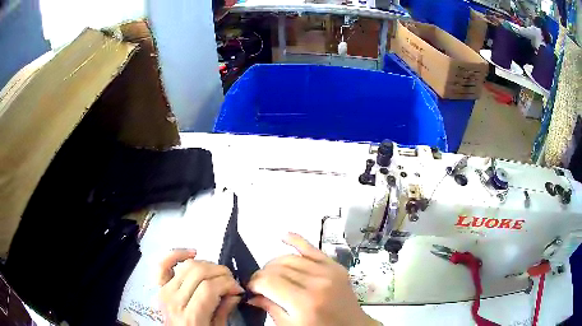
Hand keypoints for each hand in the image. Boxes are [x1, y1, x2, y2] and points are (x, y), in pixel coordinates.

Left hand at [158, 249, 243, 325]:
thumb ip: (224, 310)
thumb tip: (235, 291)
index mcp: (190, 317)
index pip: (209, 287)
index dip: (228, 283)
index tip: (238, 288)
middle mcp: (174, 301)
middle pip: (198, 272)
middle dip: (220, 272)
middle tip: (231, 281)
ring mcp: (163, 291)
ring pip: (187, 265)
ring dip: (206, 264)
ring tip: (217, 274)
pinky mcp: (159, 286)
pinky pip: (163, 264)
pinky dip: (177, 254)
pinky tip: (192, 253)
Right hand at [247, 233, 380, 325]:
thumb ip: (270, 308)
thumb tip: (252, 294)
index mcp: (304, 302)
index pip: (269, 281)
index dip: (254, 283)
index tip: (251, 289)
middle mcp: (317, 283)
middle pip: (277, 268)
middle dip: (262, 275)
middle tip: (259, 285)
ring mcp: (329, 272)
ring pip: (290, 257)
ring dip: (274, 264)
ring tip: (270, 274)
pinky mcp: (335, 266)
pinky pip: (313, 249)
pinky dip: (297, 240)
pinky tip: (284, 236)